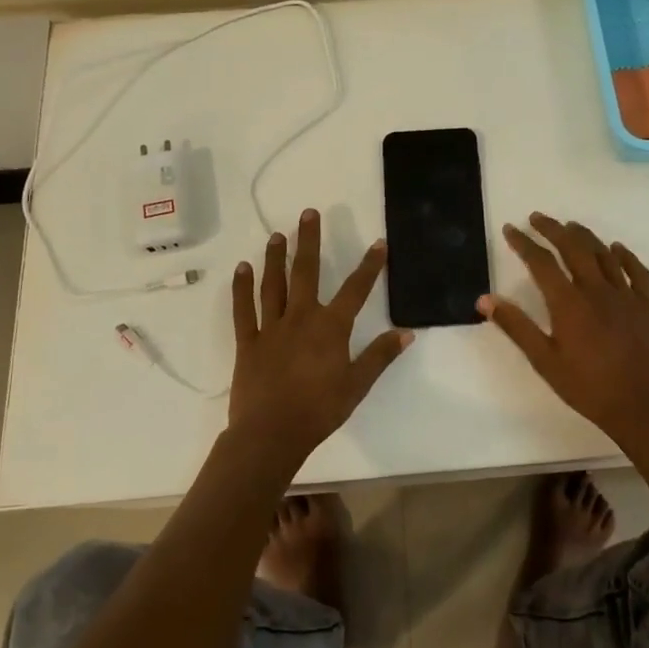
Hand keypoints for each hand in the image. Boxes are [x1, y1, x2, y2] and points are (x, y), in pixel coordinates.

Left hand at [229, 208, 412, 458]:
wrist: (271, 434)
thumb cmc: (319, 410)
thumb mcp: (358, 385)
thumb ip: (380, 356)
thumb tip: (407, 332)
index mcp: (330, 327)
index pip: (356, 289)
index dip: (370, 265)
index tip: (379, 243)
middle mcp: (300, 317)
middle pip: (306, 272)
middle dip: (309, 241)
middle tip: (308, 214)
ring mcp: (271, 327)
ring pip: (273, 284)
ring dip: (275, 257)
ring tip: (277, 235)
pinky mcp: (248, 341)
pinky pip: (243, 309)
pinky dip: (241, 287)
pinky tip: (242, 268)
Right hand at [479, 213, 648, 445]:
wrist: (643, 407)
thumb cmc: (588, 388)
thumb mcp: (544, 361)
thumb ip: (516, 327)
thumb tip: (485, 300)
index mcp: (568, 302)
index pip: (541, 262)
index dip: (523, 243)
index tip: (510, 229)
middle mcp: (597, 289)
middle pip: (573, 247)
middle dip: (553, 228)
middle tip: (537, 218)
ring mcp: (626, 295)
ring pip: (604, 253)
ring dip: (585, 236)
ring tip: (570, 226)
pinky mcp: (647, 305)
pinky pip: (637, 271)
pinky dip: (625, 255)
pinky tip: (617, 249)